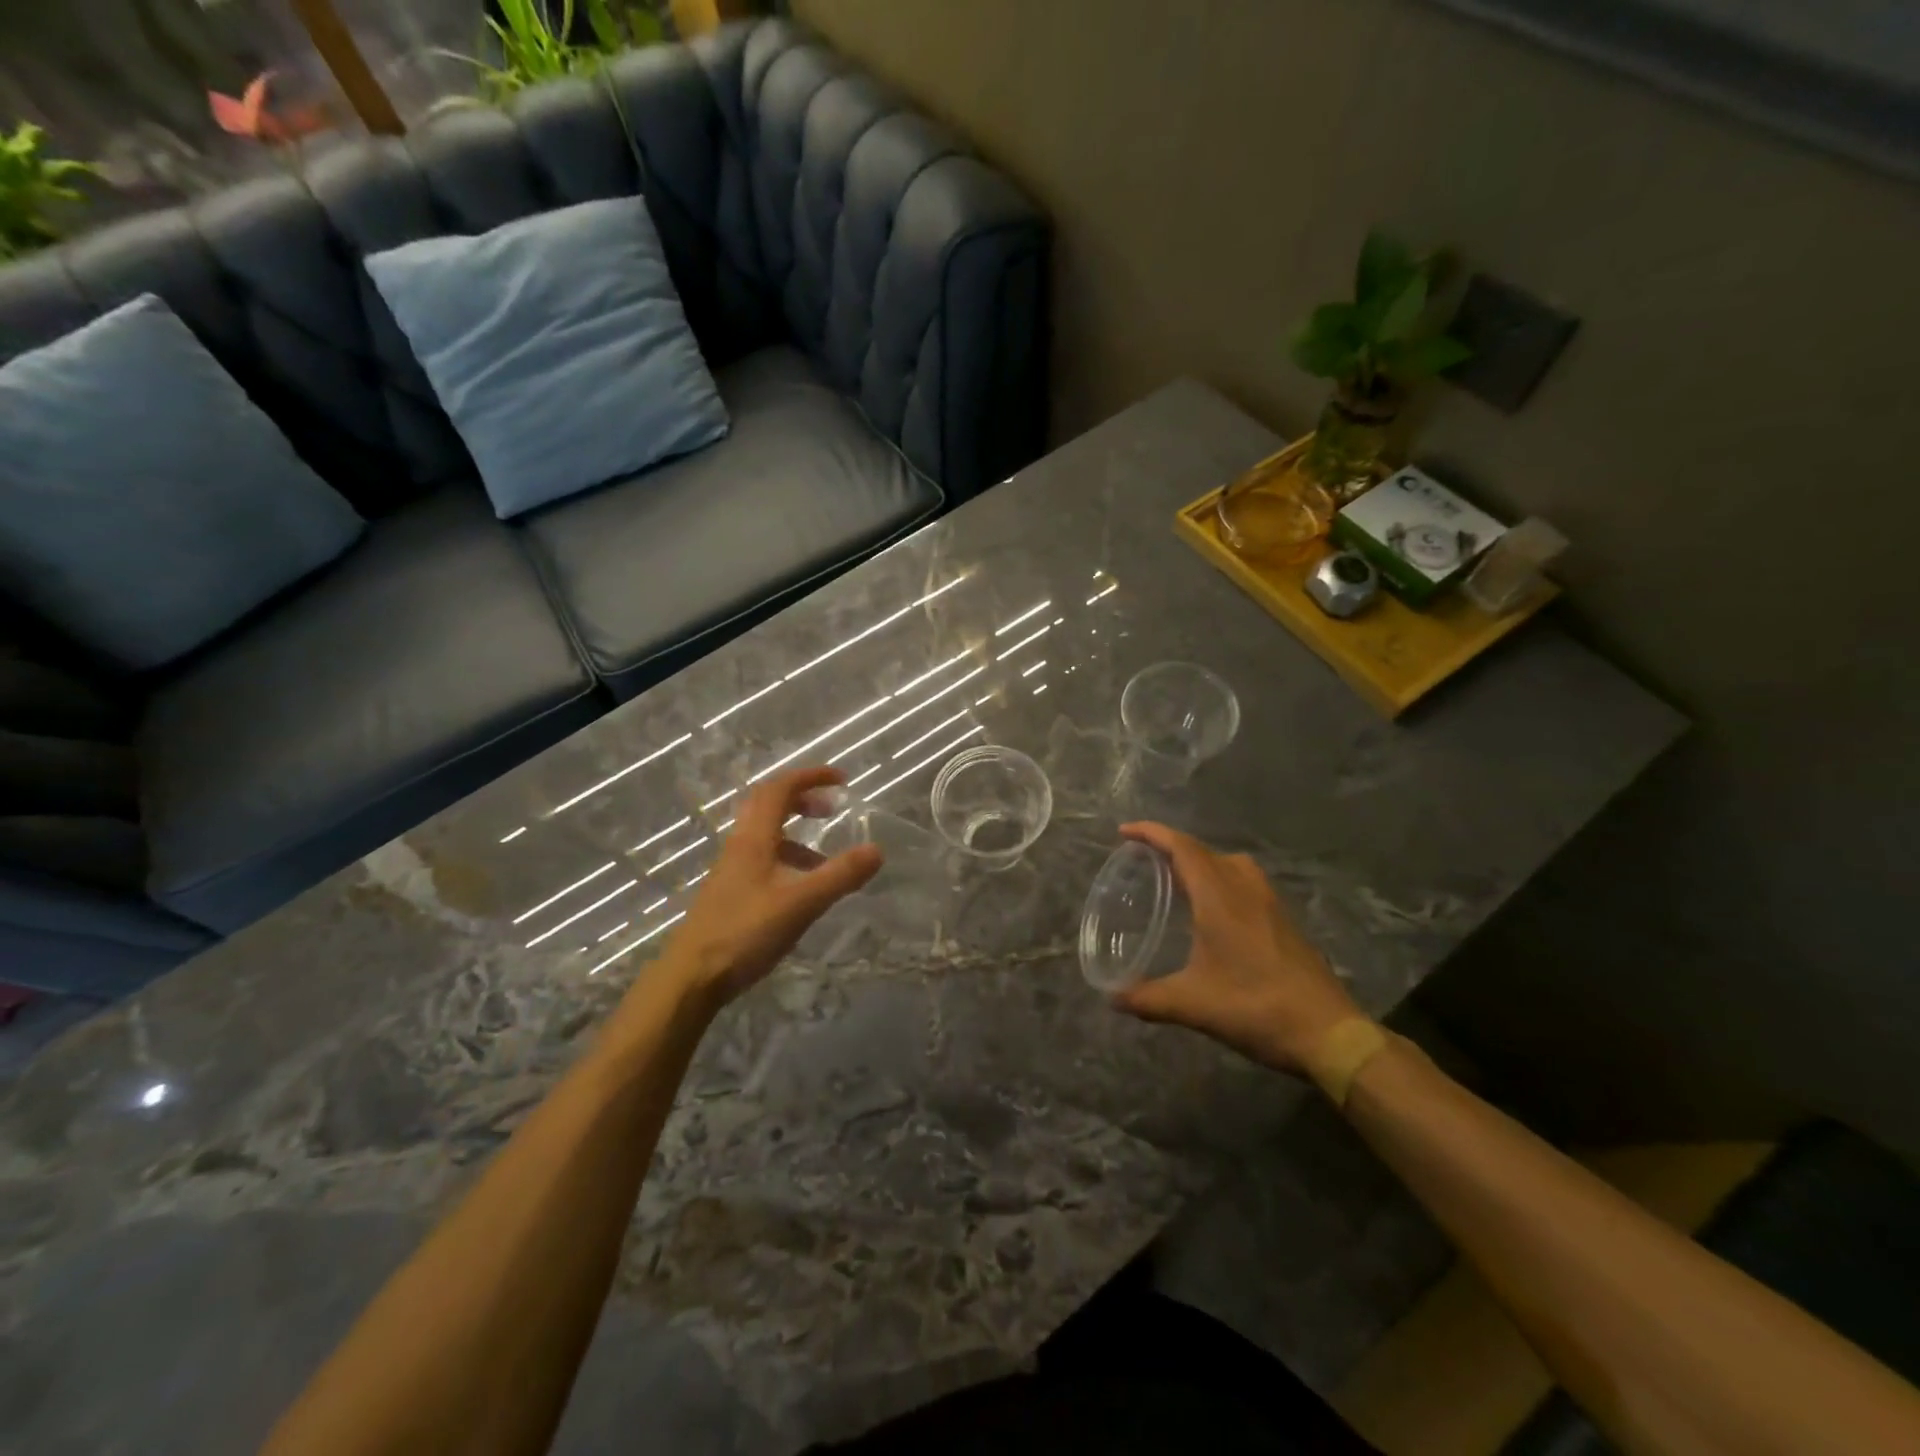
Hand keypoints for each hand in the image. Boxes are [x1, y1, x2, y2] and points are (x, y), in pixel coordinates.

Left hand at [654, 767, 880, 1010]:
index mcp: (754, 838)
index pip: (780, 789)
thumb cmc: (745, 932)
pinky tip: (801, 892)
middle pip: (768, 805)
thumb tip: (877, 849)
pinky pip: (762, 861)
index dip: (810, 777)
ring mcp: (731, 871)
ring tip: (824, 860)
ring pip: (765, 836)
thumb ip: (840, 875)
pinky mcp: (729, 894)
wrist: (691, 978)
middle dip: (802, 799)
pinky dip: (787, 861)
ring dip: (796, 834)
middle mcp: (739, 846)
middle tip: (831, 809)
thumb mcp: (802, 903)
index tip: (841, 780)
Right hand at [1111, 822, 1363, 1074]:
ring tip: (1177, 879)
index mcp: (1219, 897)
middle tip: (1143, 859)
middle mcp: (1245, 889)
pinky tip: (1214, 911)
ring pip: (1229, 864)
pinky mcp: (1284, 920)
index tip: (1124, 832)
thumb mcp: (1192, 1005)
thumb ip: (1148, 999)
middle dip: (1171, 847)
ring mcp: (1270, 903)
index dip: (1152, 833)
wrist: (1328, 1033)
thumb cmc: (1255, 1008)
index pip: (1182, 847)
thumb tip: (1114, 998)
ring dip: (1200, 861)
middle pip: (1204, 851)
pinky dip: (1221, 879)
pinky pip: (1245, 881)